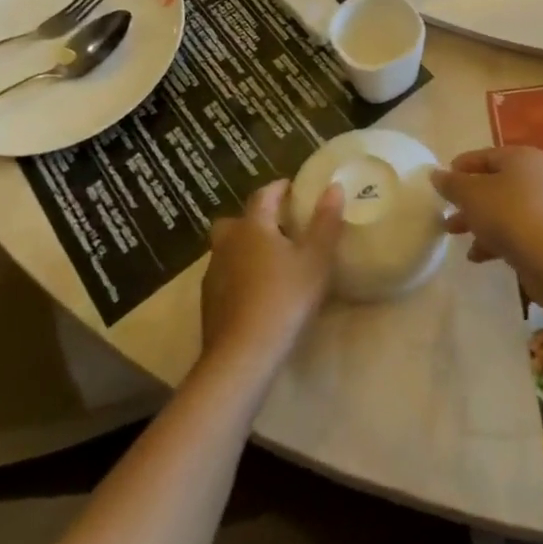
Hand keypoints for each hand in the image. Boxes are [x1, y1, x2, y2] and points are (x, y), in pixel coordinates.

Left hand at [201, 181, 342, 376]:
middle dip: (254, 218)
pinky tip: (256, 291)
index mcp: (253, 226)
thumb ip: (325, 222)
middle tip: (278, 226)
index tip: (293, 188)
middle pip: (236, 220)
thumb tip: (333, 187)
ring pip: (227, 248)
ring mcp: (214, 273)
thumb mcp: (316, 260)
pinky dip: (238, 274)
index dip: (279, 188)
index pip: (264, 195)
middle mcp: (228, 243)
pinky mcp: (209, 302)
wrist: (242, 356)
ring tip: (270, 260)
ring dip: (244, 247)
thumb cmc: (284, 299)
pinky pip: (224, 275)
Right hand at [433, 146, 542, 273]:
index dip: (460, 167)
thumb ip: (451, 184)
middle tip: (445, 211)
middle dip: (467, 199)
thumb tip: (436, 174)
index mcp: (521, 158)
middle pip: (493, 183)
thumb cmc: (508, 214)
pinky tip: (476, 256)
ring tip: (454, 234)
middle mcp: (536, 176)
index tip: (441, 182)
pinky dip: (494, 239)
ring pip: (502, 209)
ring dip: (477, 221)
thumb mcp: (471, 195)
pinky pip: (514, 230)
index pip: (485, 156)